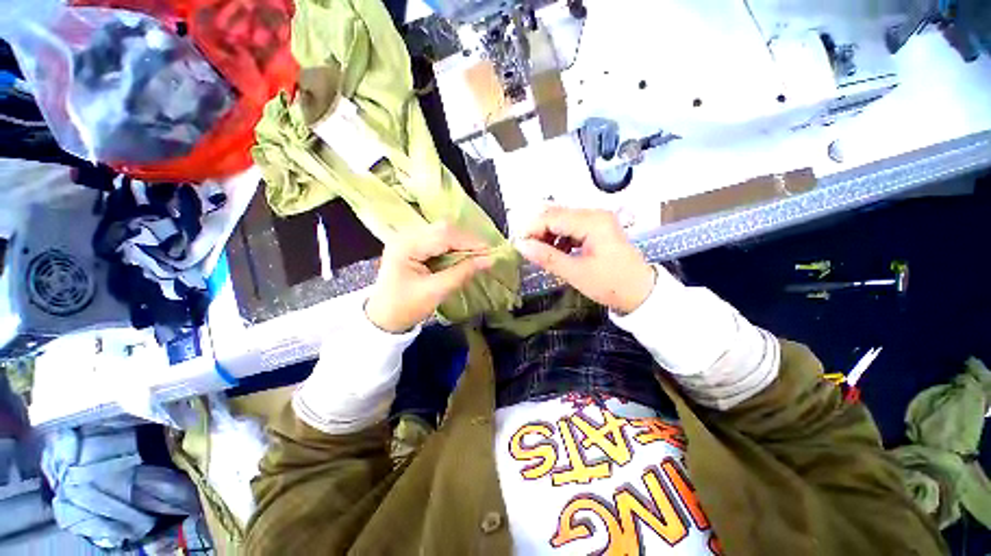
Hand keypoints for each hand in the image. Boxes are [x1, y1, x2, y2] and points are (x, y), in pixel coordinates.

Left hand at [366, 223, 494, 332]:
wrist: (383, 318)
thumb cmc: (406, 308)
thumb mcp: (436, 291)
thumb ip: (462, 272)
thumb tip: (489, 260)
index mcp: (406, 246)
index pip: (444, 235)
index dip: (469, 242)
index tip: (490, 252)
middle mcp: (405, 235)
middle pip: (443, 229)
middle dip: (466, 241)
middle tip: (483, 254)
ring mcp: (407, 238)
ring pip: (442, 232)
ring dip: (461, 242)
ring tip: (476, 255)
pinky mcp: (412, 244)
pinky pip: (437, 239)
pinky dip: (453, 246)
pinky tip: (462, 255)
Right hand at [516, 207, 655, 313]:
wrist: (640, 292)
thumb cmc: (611, 284)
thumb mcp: (576, 273)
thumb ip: (547, 257)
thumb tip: (521, 246)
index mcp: (592, 222)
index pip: (552, 217)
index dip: (531, 229)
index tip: (518, 245)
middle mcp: (594, 214)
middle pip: (556, 215)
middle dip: (538, 231)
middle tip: (527, 250)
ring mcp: (597, 220)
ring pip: (562, 220)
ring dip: (547, 234)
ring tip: (541, 253)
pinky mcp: (597, 228)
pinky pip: (570, 227)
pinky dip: (559, 238)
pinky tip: (555, 251)